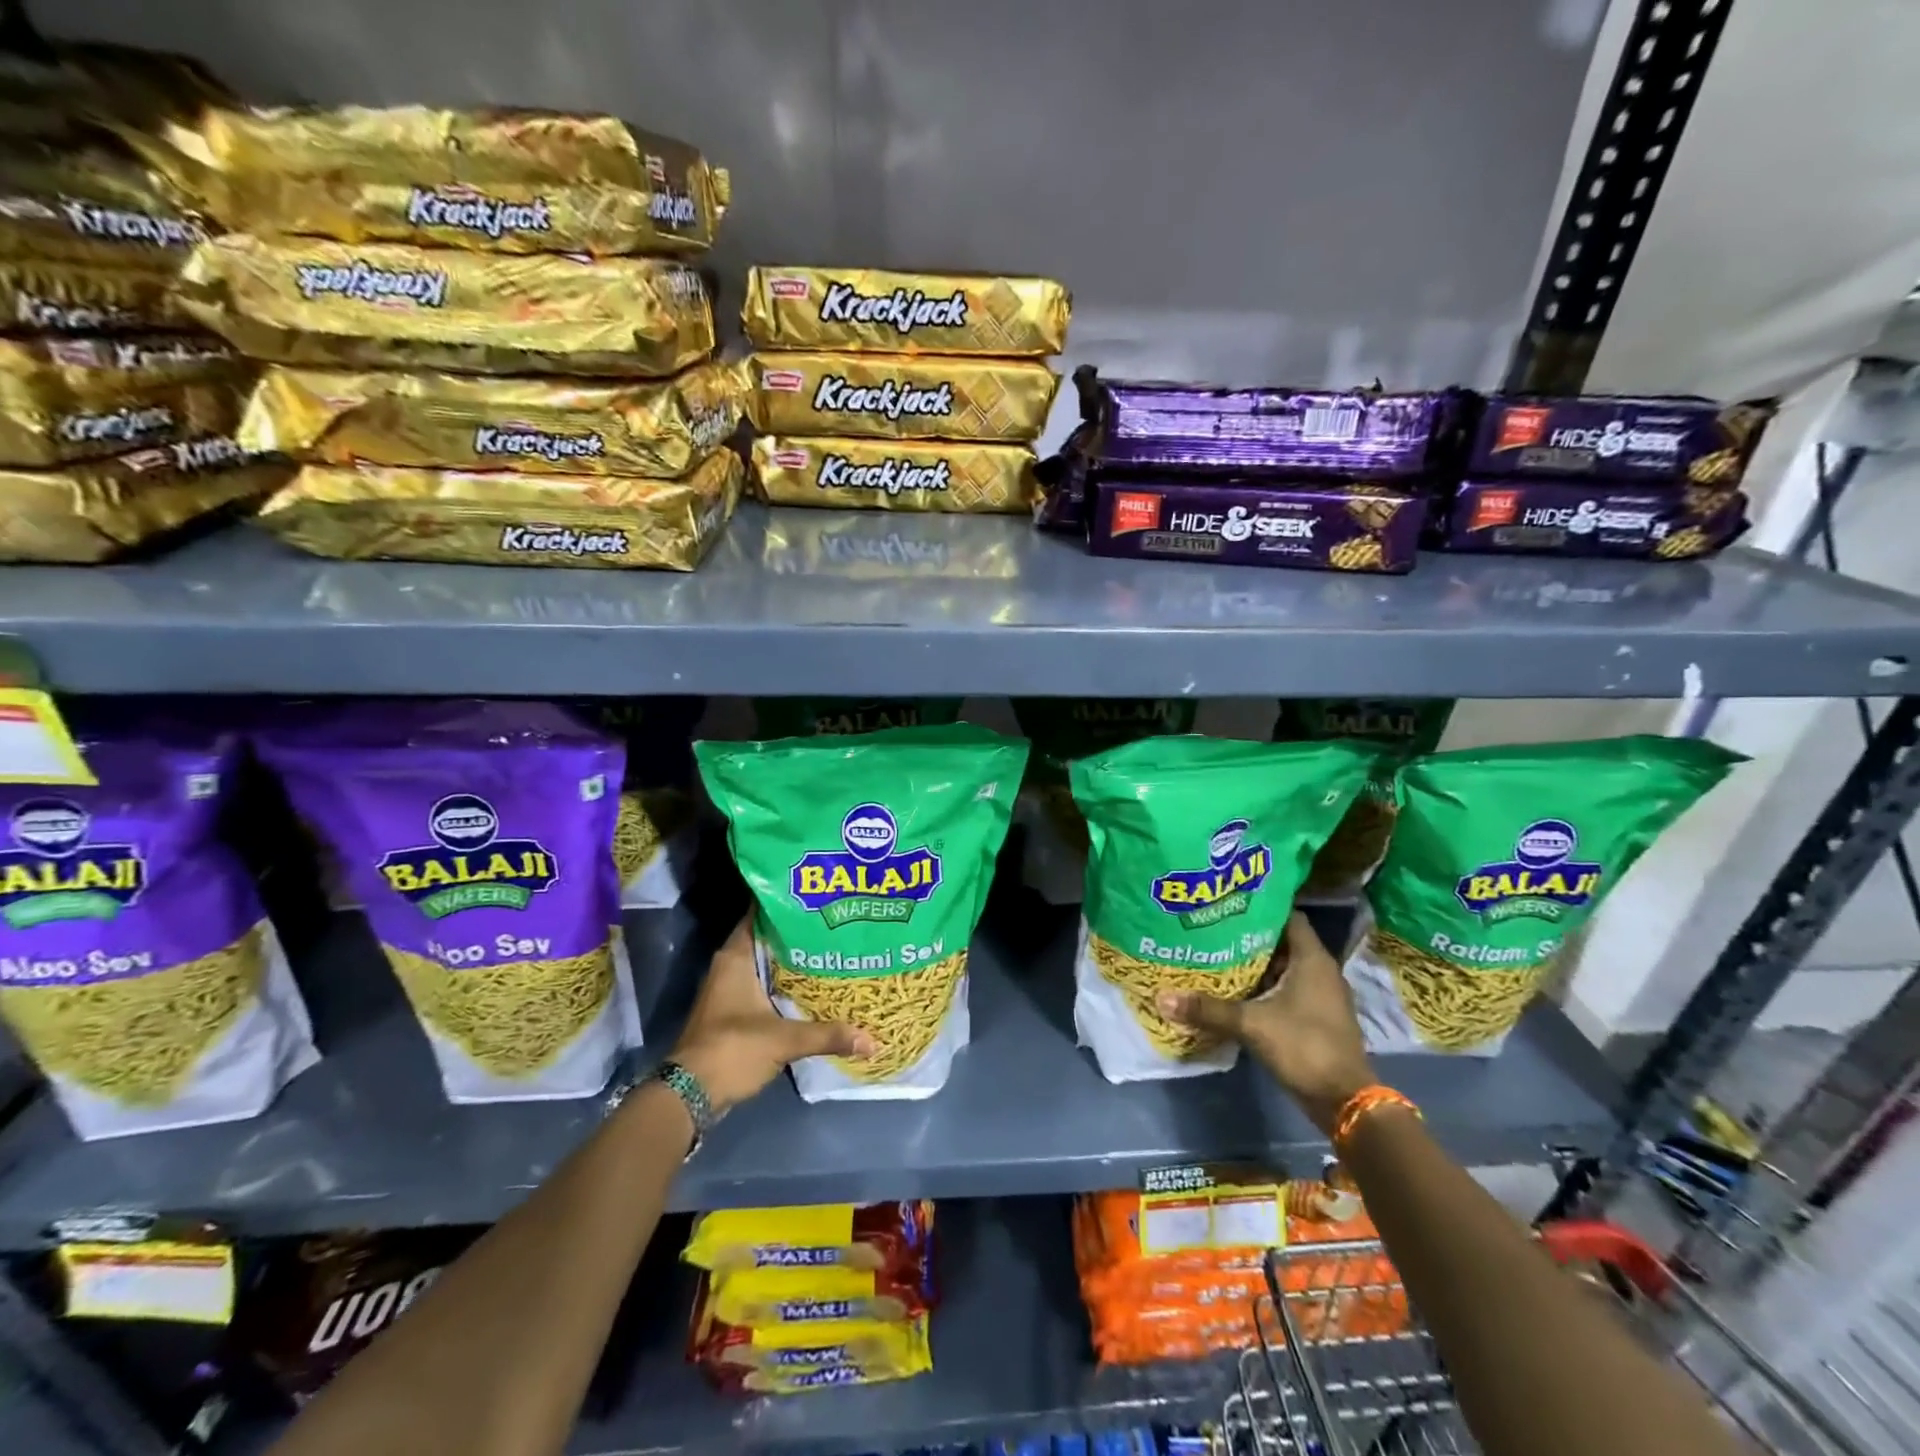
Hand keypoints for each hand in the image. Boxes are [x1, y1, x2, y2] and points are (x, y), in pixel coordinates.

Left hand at [670, 916, 873, 1113]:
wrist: (690, 1094)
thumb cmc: (732, 1049)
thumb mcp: (785, 1040)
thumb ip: (828, 1034)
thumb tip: (872, 1040)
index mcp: (736, 957)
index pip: (762, 915)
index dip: (788, 905)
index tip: (818, 899)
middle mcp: (730, 967)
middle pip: (768, 940)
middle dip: (798, 935)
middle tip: (834, 926)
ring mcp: (729, 990)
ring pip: (766, 965)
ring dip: (793, 962)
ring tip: (830, 953)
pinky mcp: (732, 1012)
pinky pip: (763, 987)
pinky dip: (784, 986)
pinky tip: (812, 989)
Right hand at [1157, 911, 1374, 1134]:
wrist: (1344, 1101)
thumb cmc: (1305, 1046)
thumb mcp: (1252, 1024)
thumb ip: (1209, 1009)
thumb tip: (1162, 997)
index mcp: (1313, 959)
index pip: (1288, 916)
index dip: (1261, 907)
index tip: (1229, 904)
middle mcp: (1321, 971)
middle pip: (1282, 942)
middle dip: (1250, 936)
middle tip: (1214, 928)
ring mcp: (1321, 996)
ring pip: (1284, 968)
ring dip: (1256, 963)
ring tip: (1218, 954)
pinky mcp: (1316, 1017)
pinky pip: (1287, 990)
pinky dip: (1265, 987)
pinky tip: (1236, 990)